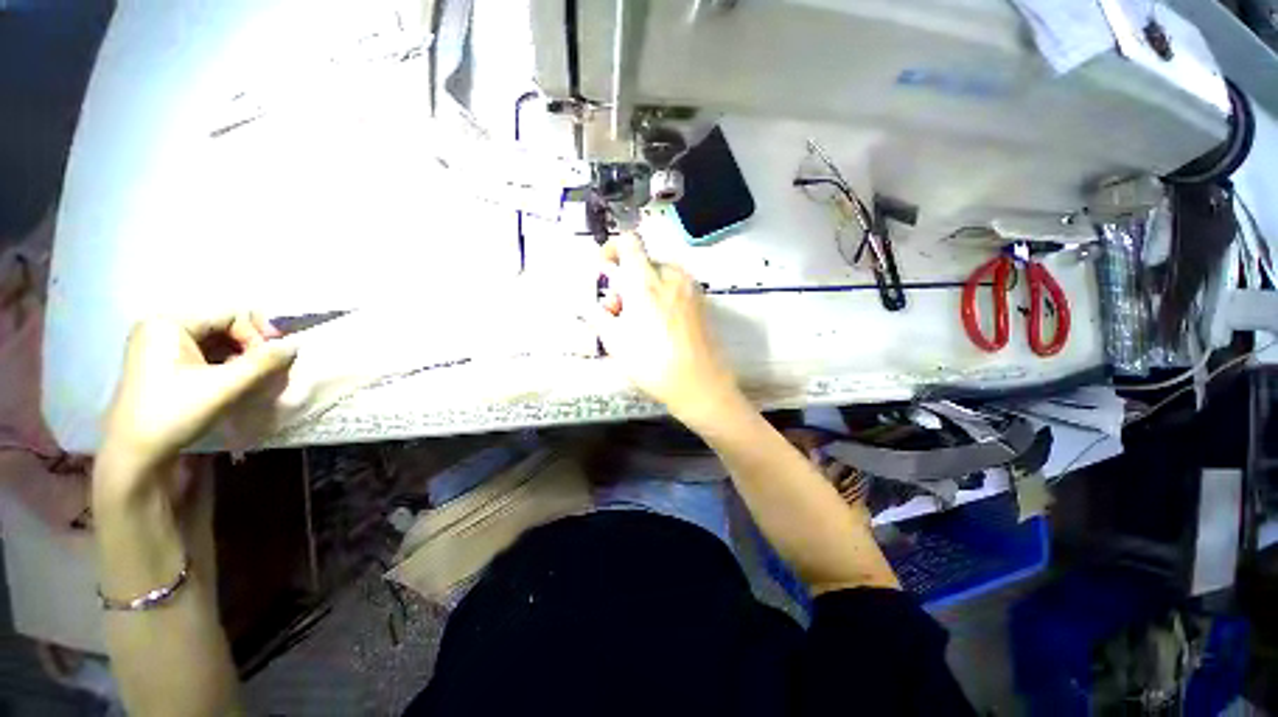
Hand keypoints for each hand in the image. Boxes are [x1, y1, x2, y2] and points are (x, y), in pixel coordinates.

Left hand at [100, 312, 296, 480]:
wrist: (135, 453)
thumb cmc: (175, 413)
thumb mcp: (225, 387)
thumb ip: (264, 362)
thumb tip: (295, 345)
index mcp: (168, 323)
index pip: (230, 315)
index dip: (257, 335)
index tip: (271, 360)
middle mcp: (160, 326)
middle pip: (222, 326)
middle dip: (248, 348)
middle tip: (262, 372)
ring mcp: (157, 344)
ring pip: (214, 341)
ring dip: (237, 358)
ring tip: (248, 379)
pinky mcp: (159, 362)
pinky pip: (201, 353)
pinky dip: (221, 365)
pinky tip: (228, 383)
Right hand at [593, 233, 742, 427]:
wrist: (699, 383)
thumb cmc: (652, 363)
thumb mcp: (614, 340)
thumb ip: (597, 314)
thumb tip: (590, 301)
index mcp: (646, 281)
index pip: (629, 242)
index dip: (612, 248)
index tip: (605, 269)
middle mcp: (671, 276)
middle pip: (642, 263)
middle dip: (626, 281)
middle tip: (618, 311)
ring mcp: (690, 288)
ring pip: (660, 277)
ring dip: (644, 290)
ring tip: (639, 322)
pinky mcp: (702, 301)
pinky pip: (675, 288)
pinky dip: (662, 297)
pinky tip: (660, 326)